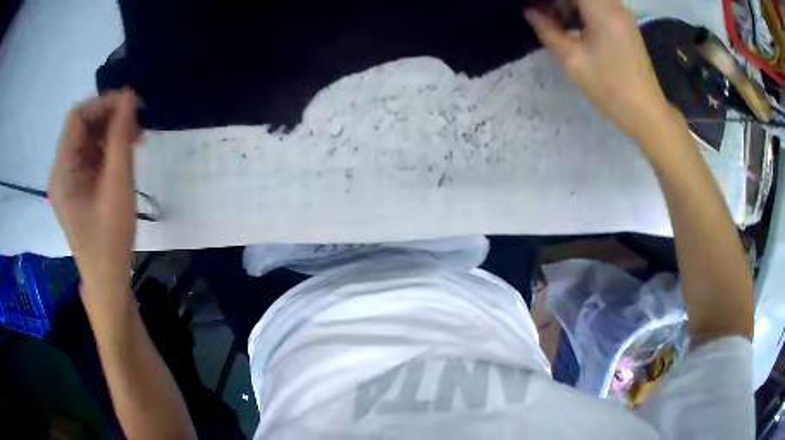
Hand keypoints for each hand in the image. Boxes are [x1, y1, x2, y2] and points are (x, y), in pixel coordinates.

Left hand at [49, 89, 140, 287]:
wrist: (108, 280)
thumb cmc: (110, 238)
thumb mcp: (117, 185)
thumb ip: (121, 138)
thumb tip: (128, 97)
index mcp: (62, 170)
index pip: (77, 118)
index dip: (103, 104)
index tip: (131, 104)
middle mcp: (61, 171)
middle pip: (81, 127)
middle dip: (108, 117)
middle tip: (137, 121)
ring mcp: (68, 181)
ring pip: (87, 140)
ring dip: (110, 132)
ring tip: (136, 137)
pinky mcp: (77, 189)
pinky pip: (90, 157)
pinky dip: (108, 148)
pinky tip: (125, 152)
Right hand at [524, 0, 675, 140]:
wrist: (646, 112)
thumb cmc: (610, 88)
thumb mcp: (573, 61)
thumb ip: (547, 31)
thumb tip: (530, 12)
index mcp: (601, 9)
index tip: (536, 7)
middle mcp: (614, 4)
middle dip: (557, 0)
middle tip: (541, 13)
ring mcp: (621, 13)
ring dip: (567, 3)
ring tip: (553, 19)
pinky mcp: (624, 23)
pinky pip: (598, 4)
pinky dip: (580, 8)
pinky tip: (571, 24)